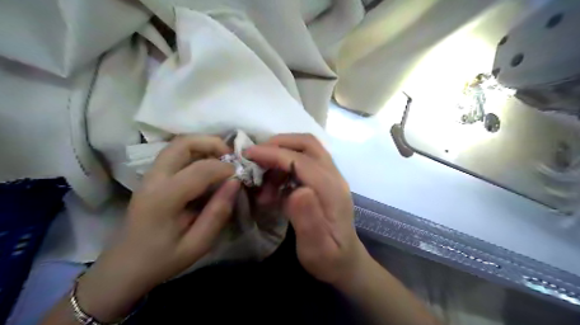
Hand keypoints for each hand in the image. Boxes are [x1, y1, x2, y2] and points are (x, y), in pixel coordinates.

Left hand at [77, 134, 239, 322]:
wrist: (124, 267)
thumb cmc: (162, 260)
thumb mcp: (198, 244)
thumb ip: (218, 213)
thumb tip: (235, 183)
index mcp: (164, 198)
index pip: (200, 169)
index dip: (225, 169)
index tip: (240, 177)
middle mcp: (153, 179)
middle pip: (183, 143)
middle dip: (212, 143)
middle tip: (231, 158)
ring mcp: (149, 176)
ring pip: (178, 145)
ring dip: (203, 146)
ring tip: (222, 160)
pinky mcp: (151, 177)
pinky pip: (175, 154)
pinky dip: (195, 153)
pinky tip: (207, 168)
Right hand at [246, 133, 368, 285]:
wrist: (346, 260)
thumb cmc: (329, 258)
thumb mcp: (316, 248)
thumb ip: (308, 220)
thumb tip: (298, 190)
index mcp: (331, 191)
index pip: (301, 160)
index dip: (274, 153)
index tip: (248, 155)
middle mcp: (334, 177)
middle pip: (307, 144)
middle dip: (278, 144)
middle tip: (255, 158)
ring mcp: (331, 176)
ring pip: (305, 149)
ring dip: (280, 156)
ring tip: (263, 184)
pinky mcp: (326, 180)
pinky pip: (304, 161)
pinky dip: (285, 165)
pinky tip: (275, 187)